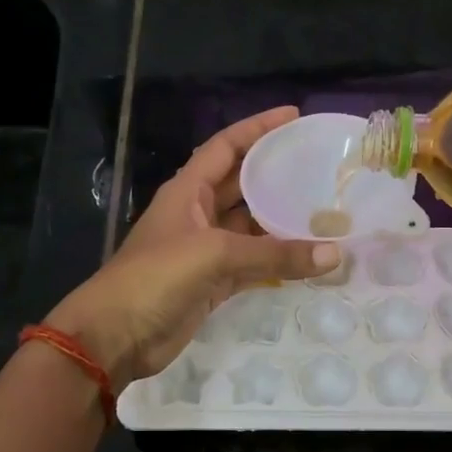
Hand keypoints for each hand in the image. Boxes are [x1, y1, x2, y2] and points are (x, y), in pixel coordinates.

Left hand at [46, 107, 338, 388]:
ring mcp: (205, 250)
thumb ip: (275, 254)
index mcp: (187, 190)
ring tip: (324, 210)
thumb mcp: (215, 255)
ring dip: (281, 221)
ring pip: (251, 227)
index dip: (257, 128)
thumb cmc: (155, 278)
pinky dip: (277, 261)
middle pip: (242, 184)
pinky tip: (308, 257)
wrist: (117, 335)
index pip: (226, 146)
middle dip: (275, 173)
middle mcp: (197, 214)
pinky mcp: (213, 282)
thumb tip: (334, 255)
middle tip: (320, 165)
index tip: (294, 116)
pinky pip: (253, 264)